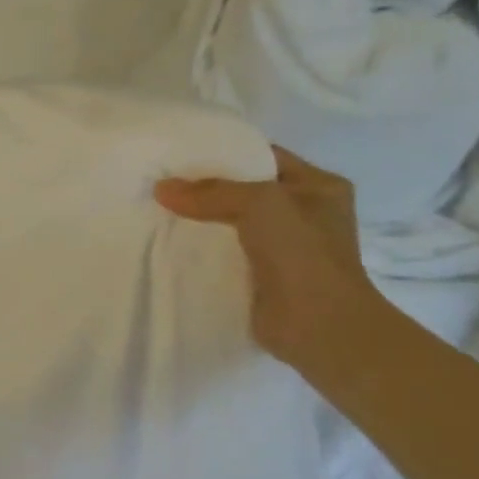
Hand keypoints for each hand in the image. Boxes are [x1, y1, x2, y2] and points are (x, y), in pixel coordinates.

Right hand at [155, 146, 388, 378]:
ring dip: (202, 222)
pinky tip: (173, 247)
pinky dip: (203, 253)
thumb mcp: (260, 204)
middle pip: (246, 192)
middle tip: (163, 185)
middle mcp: (305, 214)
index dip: (226, 153)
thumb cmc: (302, 253)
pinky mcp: (263, 279)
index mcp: (319, 186)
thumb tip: (161, 188)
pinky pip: (226, 255)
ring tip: (159, 213)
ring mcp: (285, 249)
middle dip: (207, 189)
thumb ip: (211, 192)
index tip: (182, 155)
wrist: (318, 326)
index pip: (265, 157)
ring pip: (233, 225)